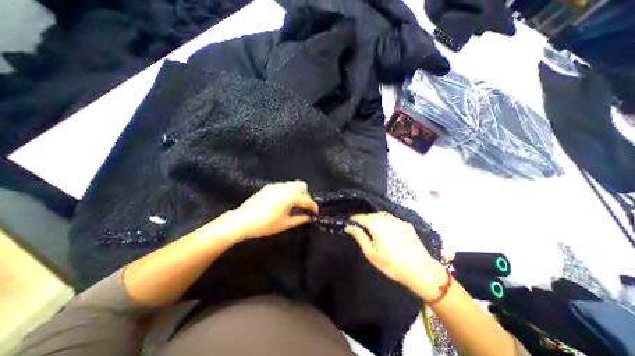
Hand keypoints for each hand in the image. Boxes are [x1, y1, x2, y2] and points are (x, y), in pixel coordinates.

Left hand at [231, 182, 319, 239]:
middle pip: (302, 186)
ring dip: (297, 193)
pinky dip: (288, 192)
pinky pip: (283, 186)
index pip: (307, 199)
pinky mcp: (268, 187)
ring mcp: (275, 186)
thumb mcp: (285, 224)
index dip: (313, 207)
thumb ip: (300, 219)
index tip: (316, 213)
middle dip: (306, 196)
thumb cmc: (265, 224)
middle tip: (303, 207)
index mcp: (289, 196)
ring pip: (292, 185)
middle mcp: (284, 187)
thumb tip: (309, 218)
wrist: (241, 221)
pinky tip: (283, 203)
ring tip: (293, 206)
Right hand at [347, 213, 445, 298]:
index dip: (354, 218)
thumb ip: (360, 237)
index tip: (349, 221)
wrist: (421, 271)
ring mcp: (398, 221)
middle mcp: (387, 219)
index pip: (362, 217)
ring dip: (374, 218)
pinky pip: (391, 218)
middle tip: (359, 225)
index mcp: (377, 225)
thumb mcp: (371, 253)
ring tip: (371, 225)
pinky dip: (385, 220)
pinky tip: (386, 228)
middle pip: (372, 215)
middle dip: (364, 218)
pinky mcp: (406, 224)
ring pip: (382, 215)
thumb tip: (349, 226)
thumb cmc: (392, 264)